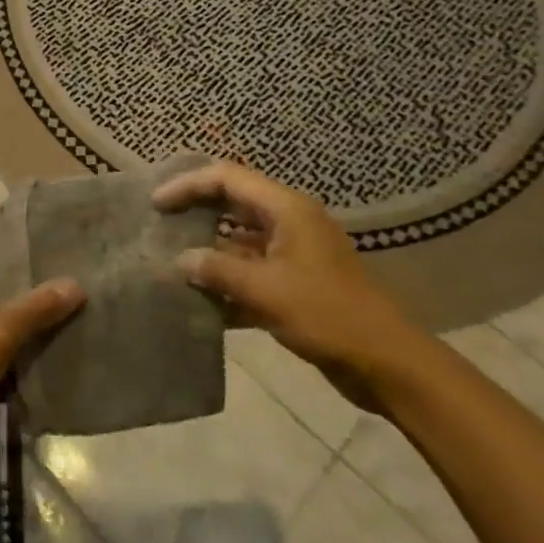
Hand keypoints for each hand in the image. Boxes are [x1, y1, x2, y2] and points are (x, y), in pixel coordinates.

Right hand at [153, 159, 420, 410]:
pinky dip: (226, 282)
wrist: (386, 363)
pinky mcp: (295, 285)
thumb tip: (180, 260)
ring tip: (170, 260)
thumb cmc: (327, 314)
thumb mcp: (266, 290)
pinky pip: (251, 272)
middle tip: (159, 223)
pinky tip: (199, 301)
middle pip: (232, 203)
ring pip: (239, 240)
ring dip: (208, 250)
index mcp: (286, 209)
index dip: (188, 185)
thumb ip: (218, 270)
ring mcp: (293, 254)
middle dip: (195, 211)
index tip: (157, 203)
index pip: (227, 178)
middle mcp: (288, 222)